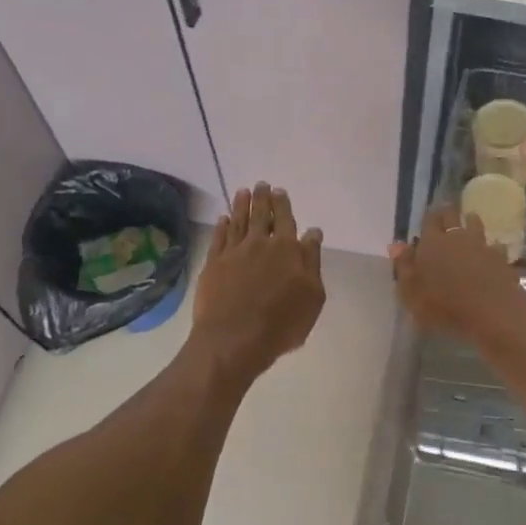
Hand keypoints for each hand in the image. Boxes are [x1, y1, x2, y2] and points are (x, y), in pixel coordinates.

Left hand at [190, 184, 325, 383]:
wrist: (234, 339)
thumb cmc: (282, 323)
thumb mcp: (312, 296)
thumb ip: (312, 261)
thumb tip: (313, 233)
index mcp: (287, 249)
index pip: (286, 219)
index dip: (283, 204)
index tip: (280, 191)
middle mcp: (259, 243)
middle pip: (260, 215)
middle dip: (262, 198)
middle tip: (261, 185)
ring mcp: (233, 252)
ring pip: (238, 221)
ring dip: (241, 205)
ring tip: (242, 192)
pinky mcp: (213, 264)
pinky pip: (219, 238)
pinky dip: (222, 225)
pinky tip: (223, 219)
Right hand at [389, 205, 525, 342]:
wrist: (491, 312)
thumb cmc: (443, 306)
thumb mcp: (411, 293)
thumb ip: (404, 267)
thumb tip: (396, 245)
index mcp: (432, 243)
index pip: (429, 220)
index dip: (428, 218)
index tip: (429, 217)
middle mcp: (457, 237)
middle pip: (452, 216)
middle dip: (448, 214)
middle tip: (446, 214)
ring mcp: (482, 246)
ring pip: (475, 225)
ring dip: (471, 222)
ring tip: (470, 220)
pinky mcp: (501, 259)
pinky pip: (495, 246)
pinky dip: (492, 247)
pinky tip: (493, 252)